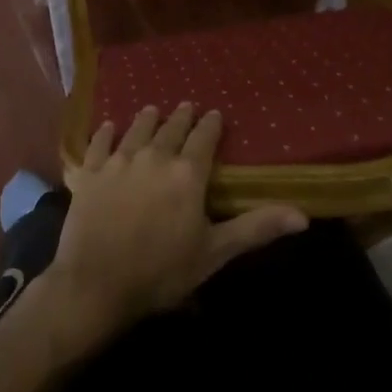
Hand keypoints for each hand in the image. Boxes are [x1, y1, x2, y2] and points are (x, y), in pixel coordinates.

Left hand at [49, 104, 307, 334]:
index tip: (215, 113)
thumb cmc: (161, 271)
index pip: (203, 139)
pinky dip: (104, 134)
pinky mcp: (88, 174)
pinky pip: (98, 145)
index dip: (211, 125)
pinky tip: (107, 126)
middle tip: (187, 106)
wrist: (96, 284)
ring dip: (146, 119)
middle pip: (170, 129)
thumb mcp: (214, 252)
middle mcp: (153, 158)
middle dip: (181, 117)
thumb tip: (303, 215)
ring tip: (152, 109)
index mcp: (186, 174)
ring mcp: (117, 163)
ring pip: (136, 131)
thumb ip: (256, 228)